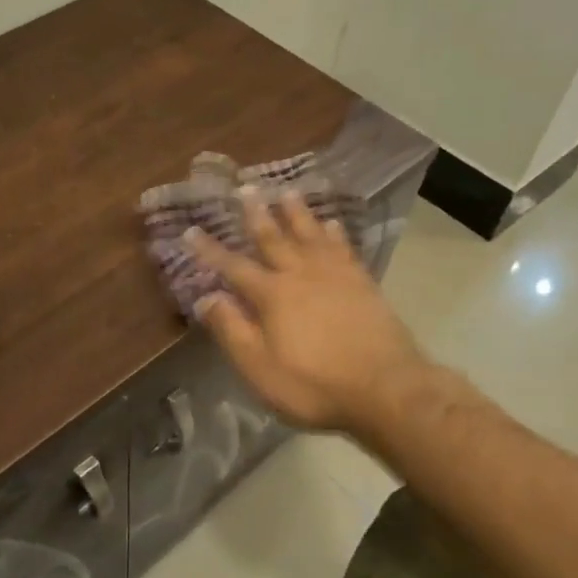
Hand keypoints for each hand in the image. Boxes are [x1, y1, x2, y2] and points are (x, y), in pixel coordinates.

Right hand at [185, 191, 427, 434]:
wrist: (385, 388)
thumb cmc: (314, 384)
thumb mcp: (260, 368)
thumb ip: (232, 330)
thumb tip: (206, 298)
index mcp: (272, 296)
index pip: (234, 267)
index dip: (210, 250)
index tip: (191, 229)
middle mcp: (301, 275)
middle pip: (275, 239)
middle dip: (257, 215)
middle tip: (247, 189)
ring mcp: (336, 276)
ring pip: (311, 235)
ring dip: (297, 213)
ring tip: (288, 192)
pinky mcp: (363, 284)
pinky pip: (344, 248)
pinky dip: (335, 233)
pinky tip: (333, 223)